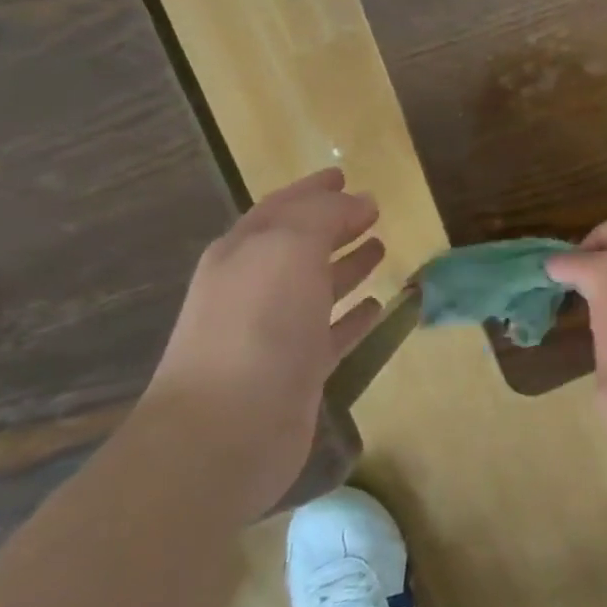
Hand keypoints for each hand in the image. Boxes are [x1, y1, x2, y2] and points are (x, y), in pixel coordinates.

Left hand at [141, 168, 385, 519]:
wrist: (225, 431)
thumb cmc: (256, 327)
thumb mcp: (287, 249)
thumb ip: (322, 217)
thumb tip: (358, 201)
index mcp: (243, 253)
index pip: (281, 208)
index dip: (313, 190)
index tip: (344, 175)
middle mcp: (254, 288)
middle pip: (298, 245)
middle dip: (333, 224)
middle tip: (372, 211)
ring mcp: (275, 332)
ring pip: (317, 287)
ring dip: (347, 265)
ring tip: (381, 248)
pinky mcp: (298, 370)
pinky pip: (333, 331)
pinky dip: (354, 315)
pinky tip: (379, 306)